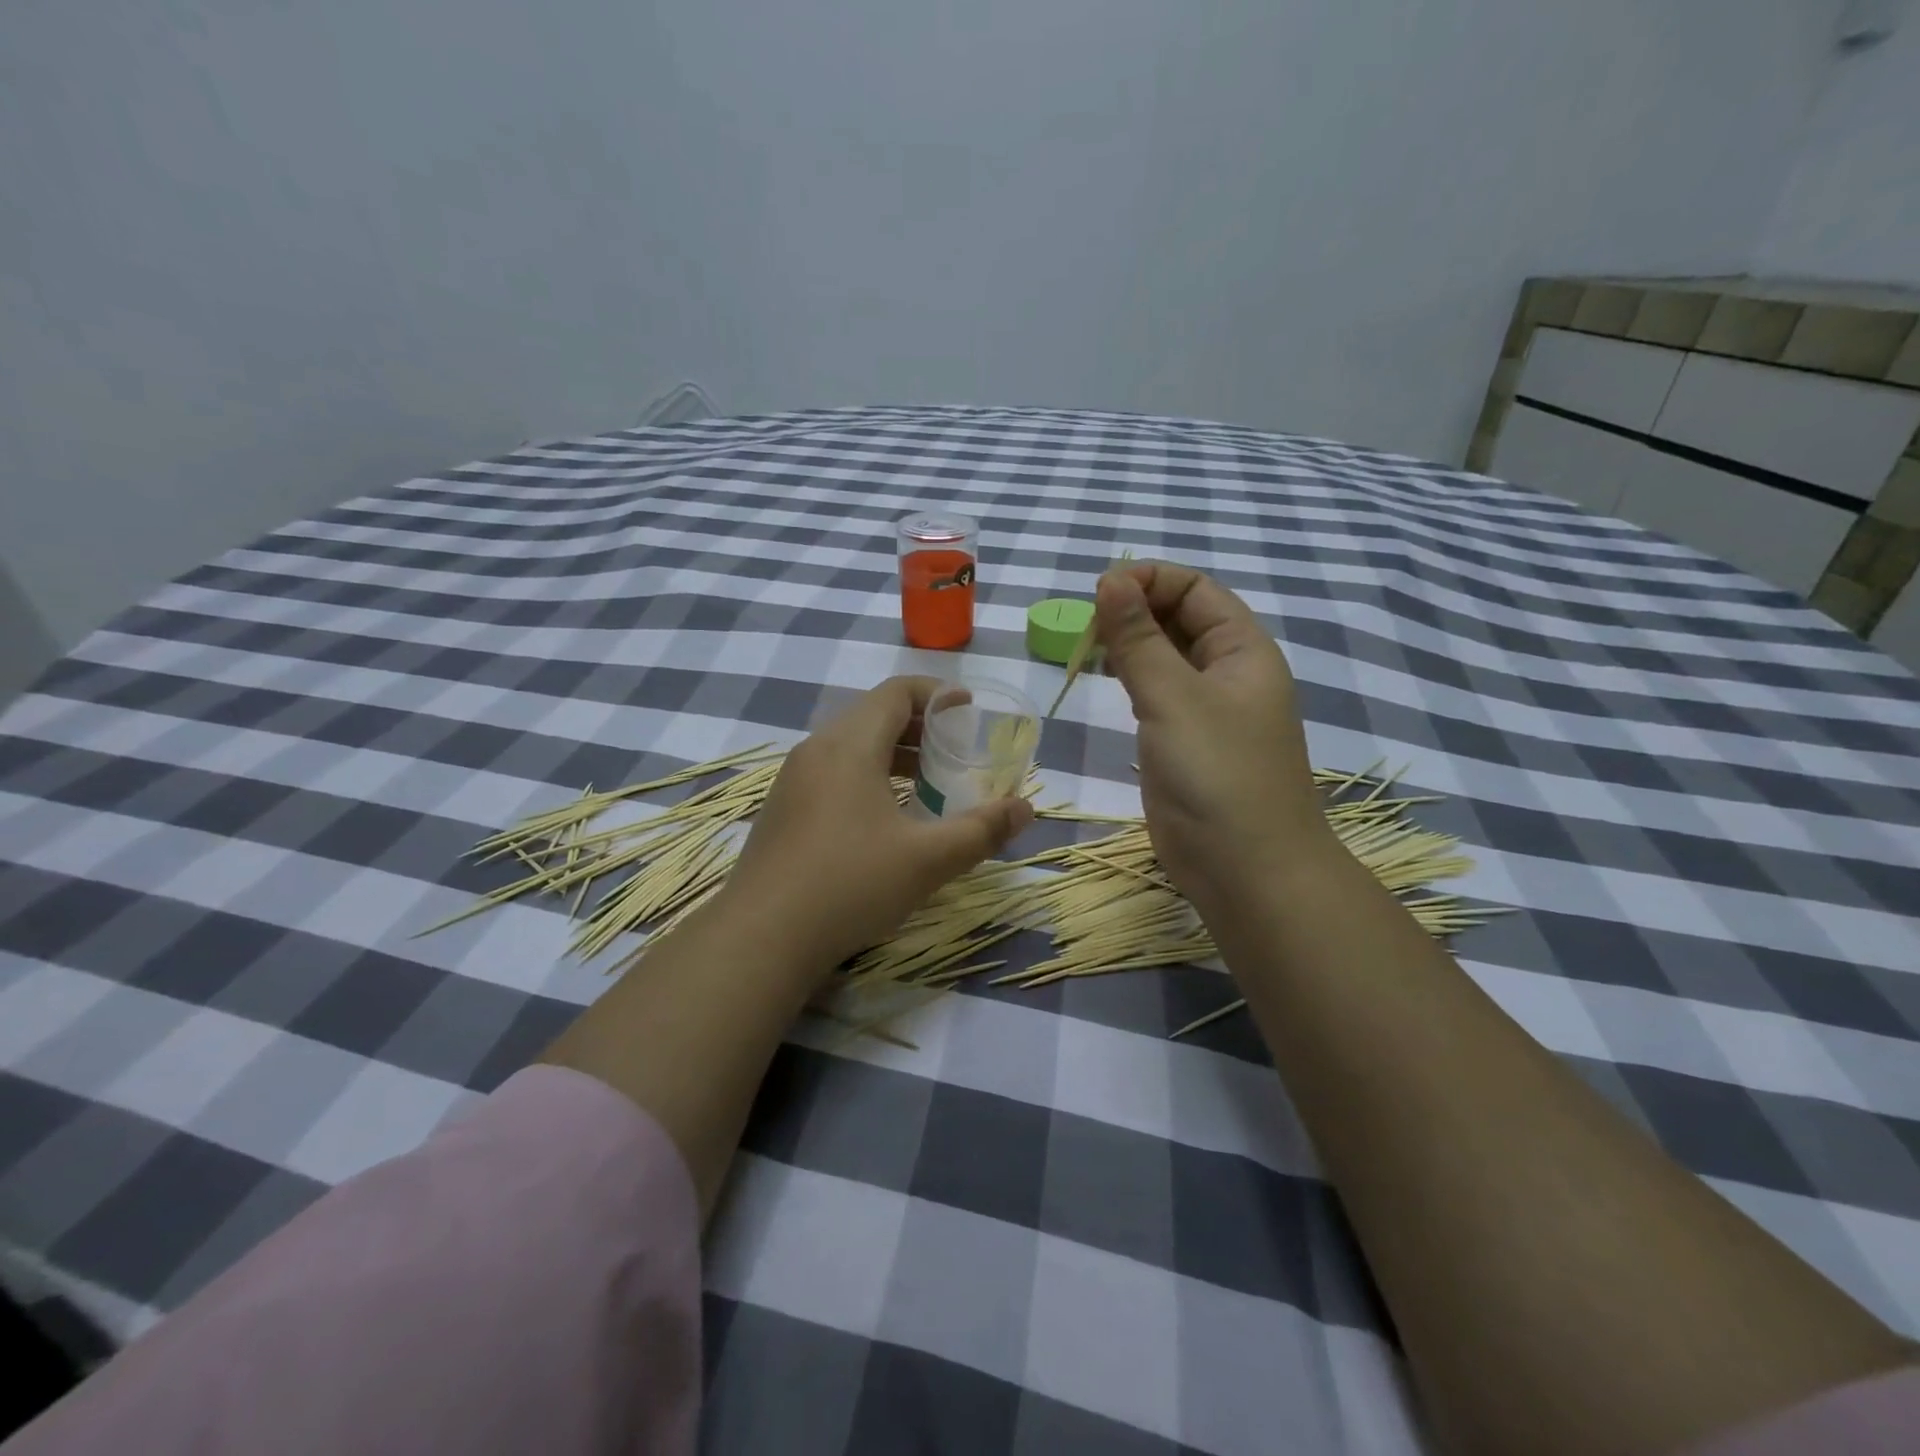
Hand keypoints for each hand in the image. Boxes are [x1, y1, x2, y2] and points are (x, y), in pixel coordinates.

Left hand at [723, 676, 1033, 971]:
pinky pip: (832, 772)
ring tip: (927, 784)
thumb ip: (982, 830)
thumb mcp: (928, 859)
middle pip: (873, 715)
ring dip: (893, 754)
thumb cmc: (850, 885)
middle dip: (920, 727)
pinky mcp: (782, 810)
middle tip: (956, 751)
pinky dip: (867, 776)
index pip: (896, 692)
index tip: (969, 710)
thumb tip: (1026, 809)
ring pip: (851, 746)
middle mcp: (816, 750)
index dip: (937, 694)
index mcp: (849, 745)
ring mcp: (793, 780)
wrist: (762, 937)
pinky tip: (885, 818)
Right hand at [1094, 561, 1334, 914]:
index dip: (1149, 580)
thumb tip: (1111, 579)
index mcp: (1242, 649)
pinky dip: (1128, 678)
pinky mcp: (1183, 741)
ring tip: (1085, 648)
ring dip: (1128, 643)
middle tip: (1083, 625)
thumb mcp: (1174, 698)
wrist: (1245, 868)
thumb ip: (1139, 639)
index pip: (1195, 589)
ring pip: (1164, 656)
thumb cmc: (1217, 774)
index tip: (1098, 594)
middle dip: (1134, 610)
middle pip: (1179, 618)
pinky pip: (1155, 693)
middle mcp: (1227, 671)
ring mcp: (1206, 709)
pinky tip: (1102, 679)